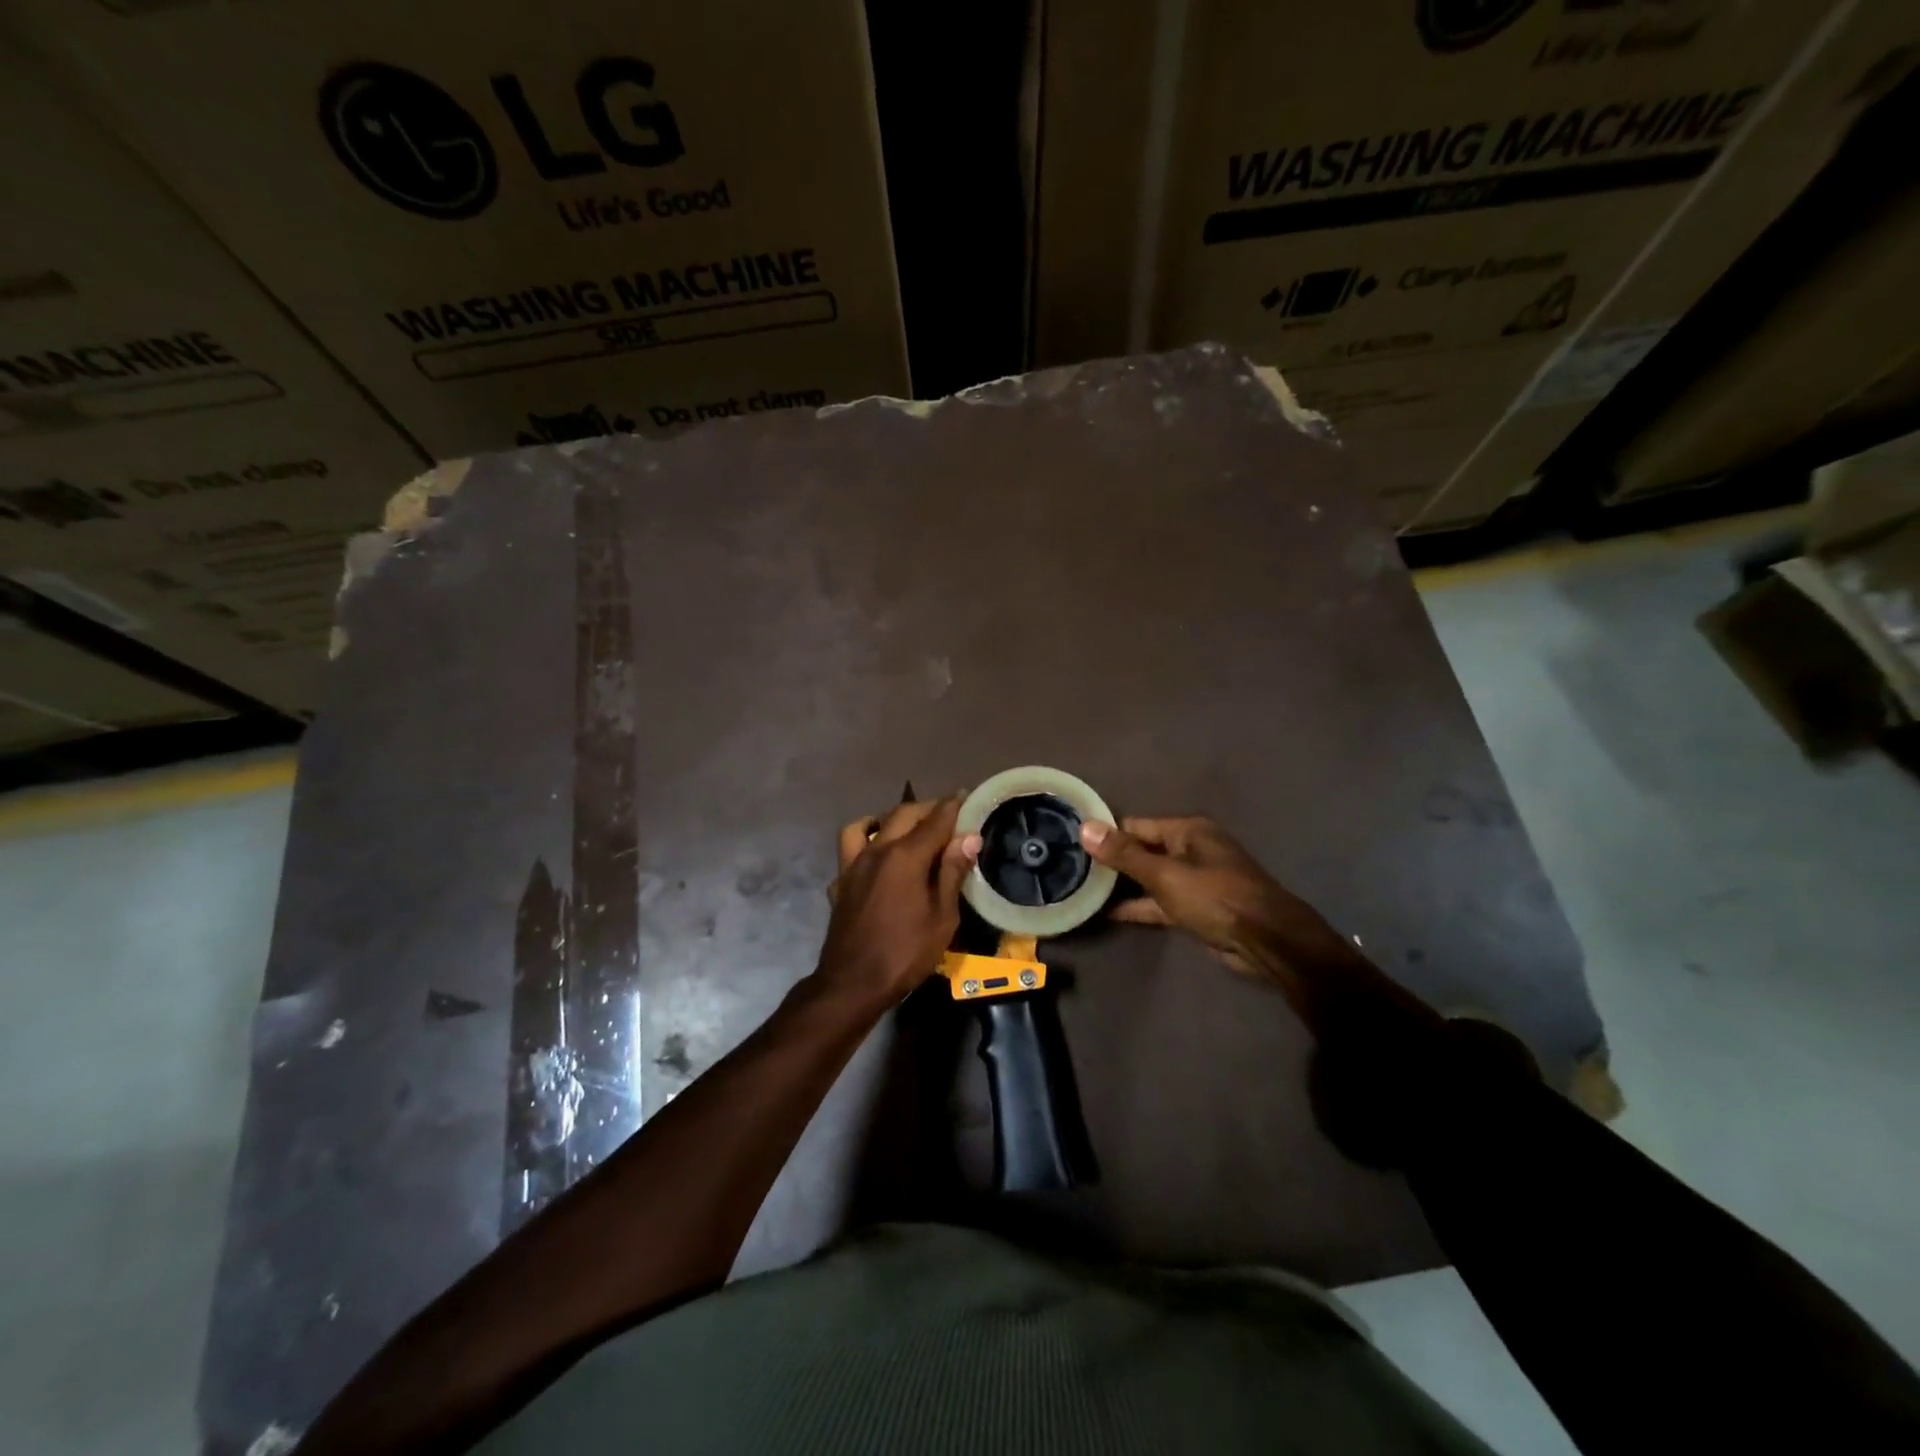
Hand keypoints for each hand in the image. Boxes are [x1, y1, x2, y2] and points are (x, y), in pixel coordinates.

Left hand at [816, 796, 980, 1014]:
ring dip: (888, 819)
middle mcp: (877, 850)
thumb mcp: (942, 917)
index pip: (935, 819)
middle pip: (903, 814)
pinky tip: (875, 858)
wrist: (852, 983)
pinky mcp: (839, 883)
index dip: (953, 805)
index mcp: (905, 856)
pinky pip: (850, 850)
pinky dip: (864, 844)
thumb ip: (953, 872)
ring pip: (867, 825)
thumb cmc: (905, 953)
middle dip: (927, 808)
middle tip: (946, 813)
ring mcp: (853, 865)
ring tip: (904, 828)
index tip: (967, 794)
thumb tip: (969, 837)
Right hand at [1081, 815, 1435, 1036]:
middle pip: (1142, 850)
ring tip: (1082, 890)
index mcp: (1187, 831)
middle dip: (1112, 860)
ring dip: (1123, 885)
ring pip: (1149, 878)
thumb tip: (1085, 827)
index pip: (1135, 826)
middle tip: (1071, 868)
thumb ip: (1124, 854)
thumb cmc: (1216, 898)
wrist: (1267, 942)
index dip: (1105, 834)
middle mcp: (1190, 849)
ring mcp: (1194, 880)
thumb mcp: (1165, 875)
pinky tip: (1108, 913)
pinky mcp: (1195, 908)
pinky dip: (1138, 906)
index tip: (1071, 842)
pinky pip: (1159, 902)